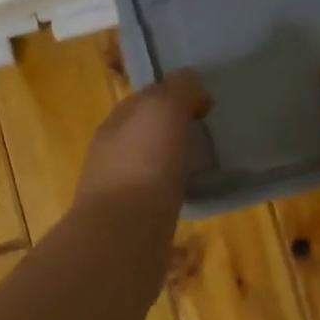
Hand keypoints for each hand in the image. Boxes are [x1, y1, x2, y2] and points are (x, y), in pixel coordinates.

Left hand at [76, 69, 211, 213]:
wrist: (124, 232)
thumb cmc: (144, 163)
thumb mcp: (164, 108)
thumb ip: (180, 90)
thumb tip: (193, 87)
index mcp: (116, 122)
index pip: (144, 98)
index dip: (174, 95)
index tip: (206, 105)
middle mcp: (111, 153)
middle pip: (146, 133)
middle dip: (172, 131)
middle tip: (208, 135)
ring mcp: (118, 190)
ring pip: (150, 167)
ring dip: (173, 164)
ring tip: (205, 167)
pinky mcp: (131, 222)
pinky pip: (157, 198)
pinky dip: (174, 193)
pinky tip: (192, 197)